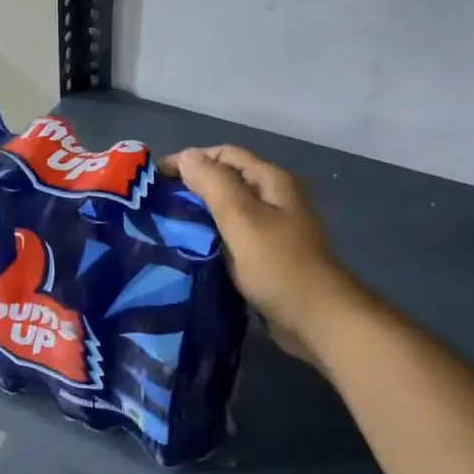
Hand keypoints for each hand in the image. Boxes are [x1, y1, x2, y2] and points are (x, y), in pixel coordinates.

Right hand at [167, 145, 364, 360]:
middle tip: (157, 200)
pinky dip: (210, 234)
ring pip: (227, 208)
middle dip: (192, 185)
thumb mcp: (242, 218)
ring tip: (166, 222)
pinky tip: (189, 246)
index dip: (190, 159)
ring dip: (199, 211)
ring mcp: (270, 226)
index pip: (223, 154)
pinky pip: (230, 234)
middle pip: (226, 179)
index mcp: (270, 181)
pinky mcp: (264, 253)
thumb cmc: (278, 264)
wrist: (317, 319)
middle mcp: (272, 197)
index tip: (156, 177)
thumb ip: (213, 183)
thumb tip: (187, 156)